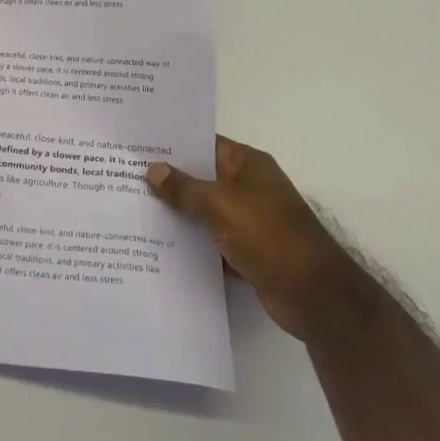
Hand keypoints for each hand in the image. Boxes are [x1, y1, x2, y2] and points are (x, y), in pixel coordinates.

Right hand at [146, 136, 364, 340]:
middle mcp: (248, 187)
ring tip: (133, 208)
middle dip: (168, 179)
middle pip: (201, 177)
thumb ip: (184, 188)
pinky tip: (158, 244)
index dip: (172, 143)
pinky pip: (210, 240)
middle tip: (125, 175)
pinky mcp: (246, 251)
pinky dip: (191, 242)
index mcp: (247, 164)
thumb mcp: (221, 204)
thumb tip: (153, 169)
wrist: (314, 296)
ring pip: (203, 210)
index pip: (203, 143)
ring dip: (177, 213)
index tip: (137, 144)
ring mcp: (248, 220)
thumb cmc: (269, 235)